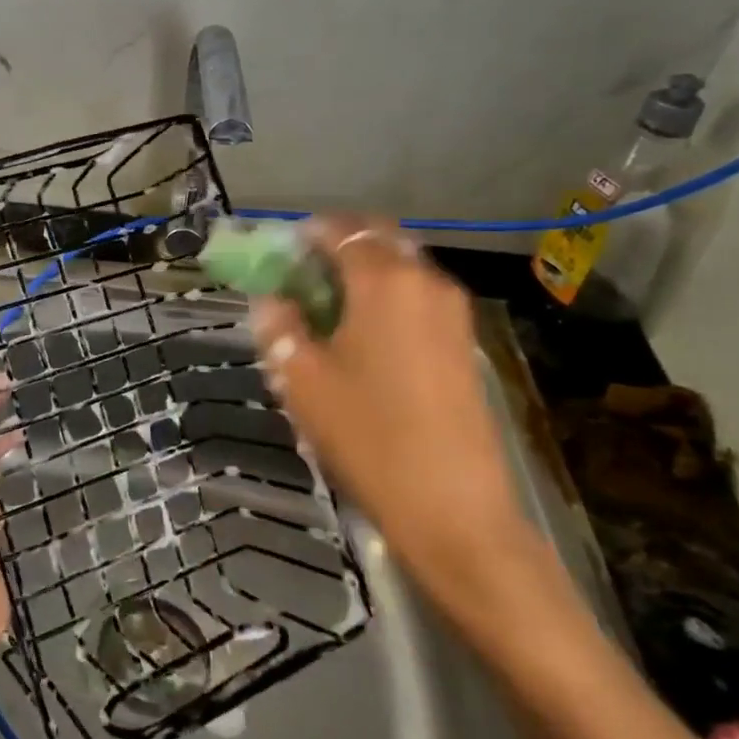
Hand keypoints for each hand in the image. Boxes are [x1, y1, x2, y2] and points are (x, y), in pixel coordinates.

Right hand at [247, 217, 542, 623]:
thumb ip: (279, 326)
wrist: (455, 509)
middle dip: (338, 244)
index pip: (341, 229)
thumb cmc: (368, 436)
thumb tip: (273, 300)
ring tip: (329, 307)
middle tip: (303, 274)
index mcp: (382, 281)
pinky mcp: (465, 342)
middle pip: (378, 238)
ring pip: (402, 267)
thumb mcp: (300, 379)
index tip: (280, 252)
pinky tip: (364, 335)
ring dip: (364, 271)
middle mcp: (425, 282)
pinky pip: (418, 296)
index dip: (306, 233)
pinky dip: (388, 296)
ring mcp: (453, 312)